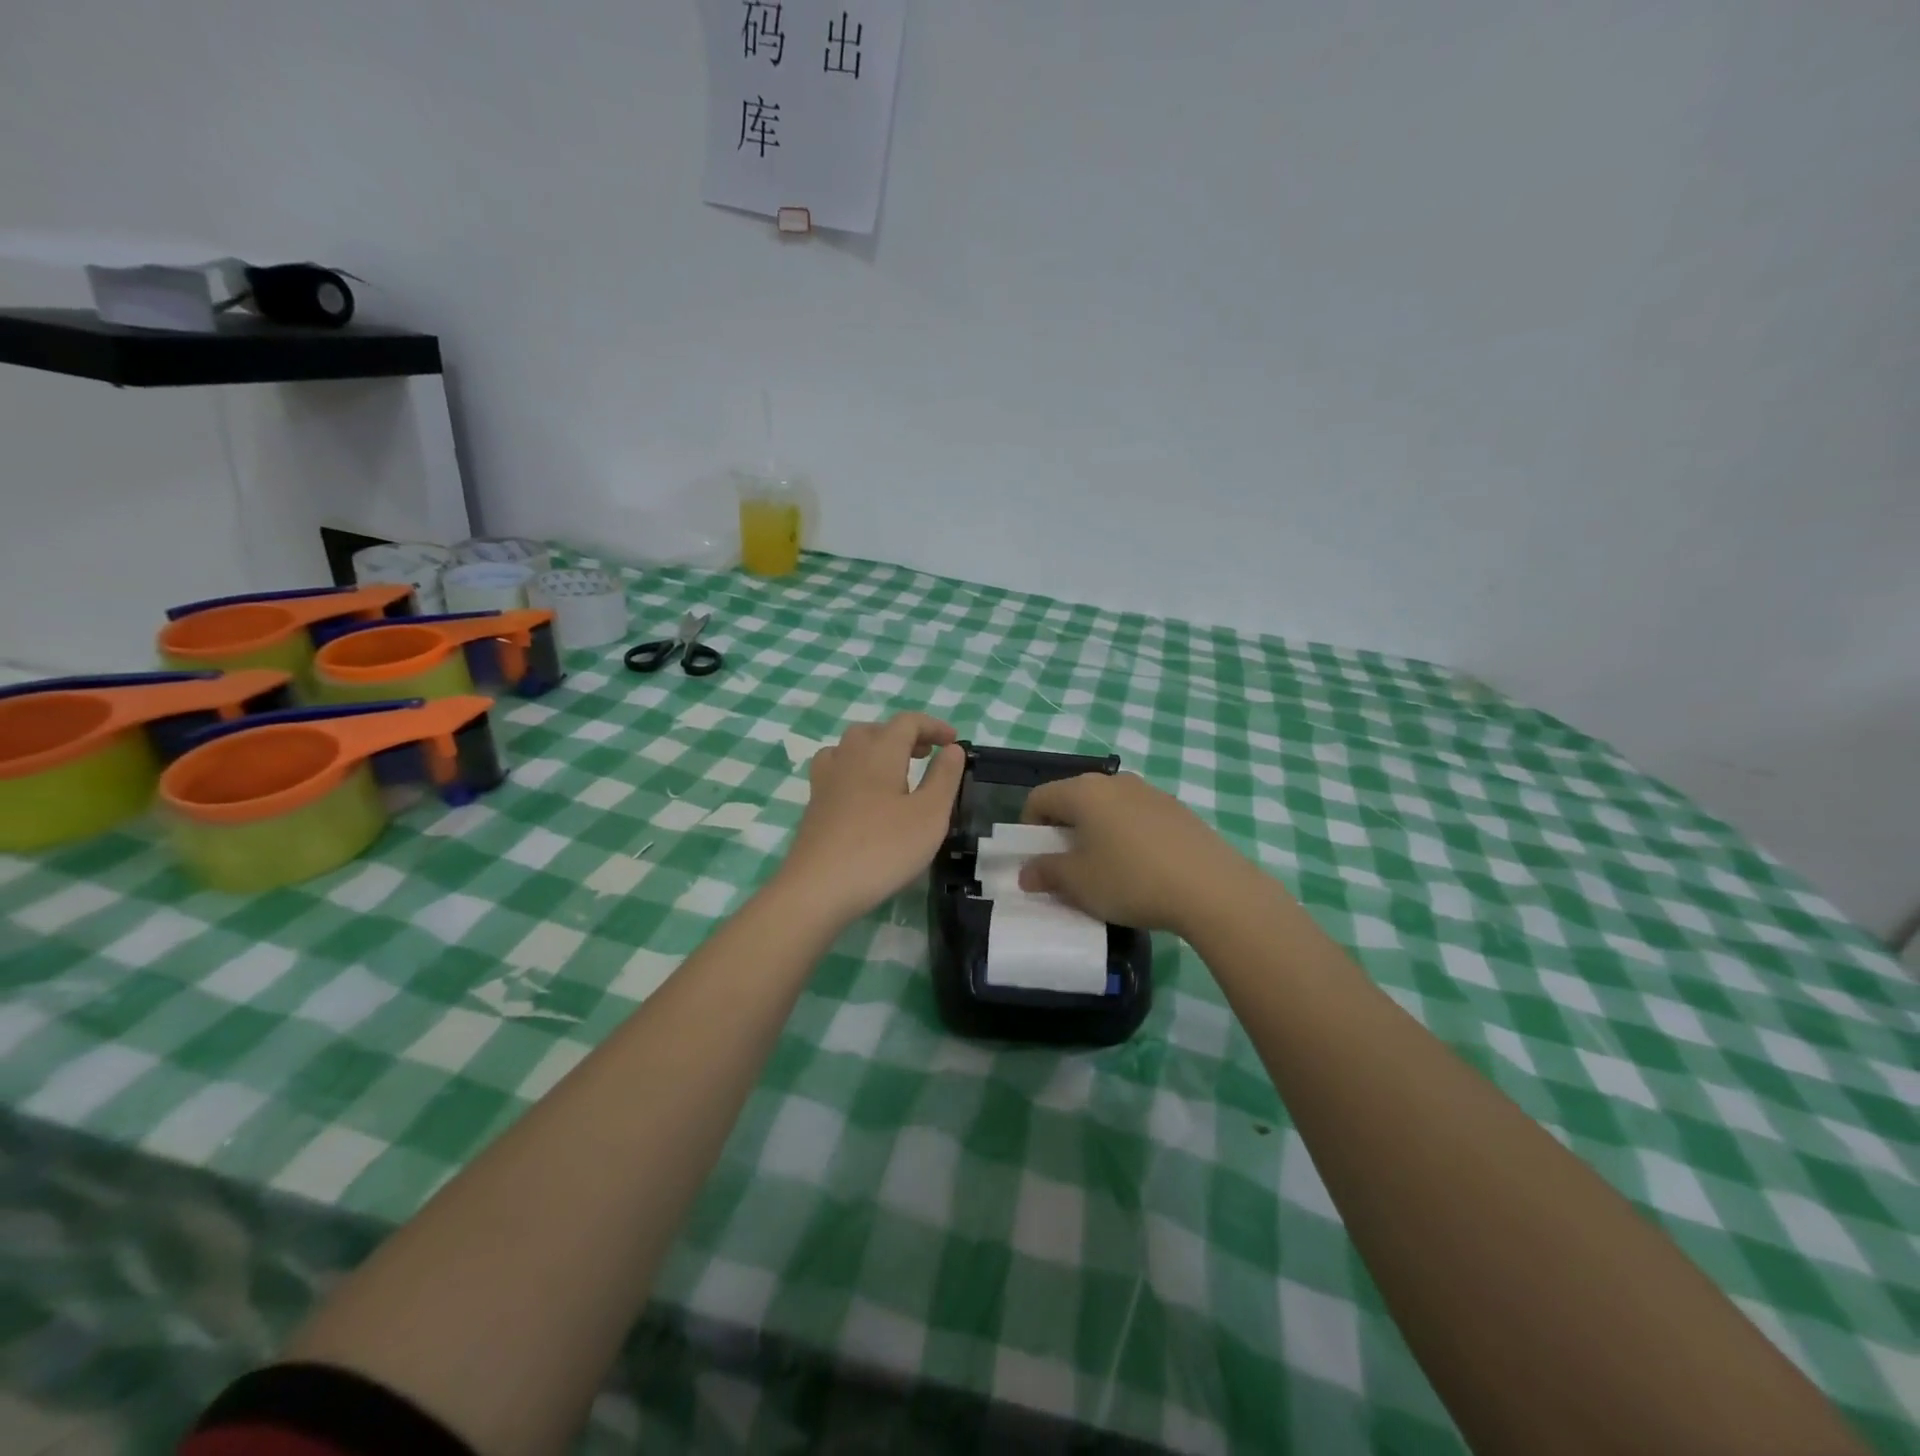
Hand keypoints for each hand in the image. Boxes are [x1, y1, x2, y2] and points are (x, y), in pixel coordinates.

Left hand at [776, 713, 965, 924]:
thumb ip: (944, 777)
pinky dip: (856, 771)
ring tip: (895, 772)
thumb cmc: (883, 848)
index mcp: (880, 752)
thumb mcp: (930, 814)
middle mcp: (849, 757)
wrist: (819, 887)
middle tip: (926, 755)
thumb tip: (952, 748)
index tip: (953, 743)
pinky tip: (864, 796)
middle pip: (875, 730)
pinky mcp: (814, 805)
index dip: (933, 726)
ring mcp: (826, 781)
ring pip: (850, 748)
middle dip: (904, 736)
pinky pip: (836, 771)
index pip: (907, 722)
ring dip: (876, 750)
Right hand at [1017, 772, 1252, 936]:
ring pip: (1108, 808)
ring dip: (1096, 832)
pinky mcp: (1178, 810)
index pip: (1039, 798)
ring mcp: (1151, 792)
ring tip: (1106, 869)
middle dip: (1063, 830)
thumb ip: (1046, 873)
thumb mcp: (1078, 883)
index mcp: (1084, 791)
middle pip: (1074, 799)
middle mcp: (1116, 782)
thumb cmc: (1131, 880)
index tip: (1037, 859)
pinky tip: (1141, 868)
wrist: (1211, 888)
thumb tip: (1027, 872)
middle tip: (1068, 866)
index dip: (1029, 828)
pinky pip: (1137, 817)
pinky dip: (1127, 836)